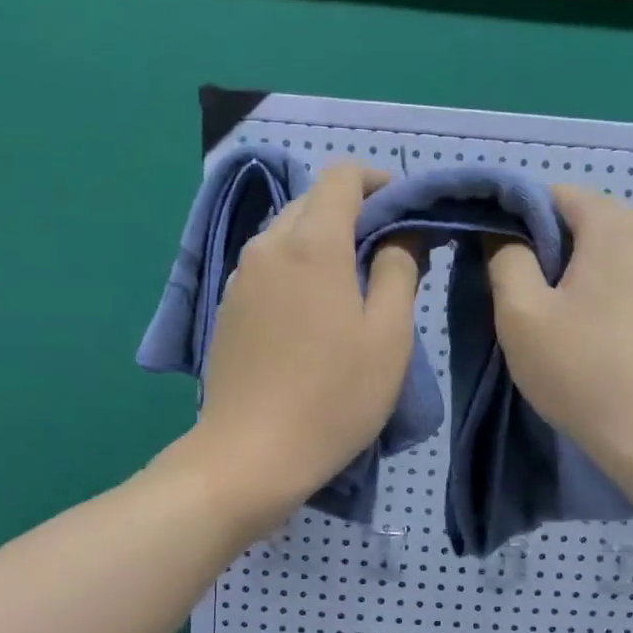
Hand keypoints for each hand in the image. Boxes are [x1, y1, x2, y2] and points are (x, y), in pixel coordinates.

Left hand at [181, 164, 420, 534]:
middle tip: (387, 251)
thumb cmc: (334, 397)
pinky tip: (314, 310)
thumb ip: (400, 271)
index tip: (404, 209)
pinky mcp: (228, 307)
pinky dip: (297, 267)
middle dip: (352, 211)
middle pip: (311, 201)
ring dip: (323, 241)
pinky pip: (268, 265)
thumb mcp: (388, 337)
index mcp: (312, 244)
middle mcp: (268, 246)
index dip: (377, 181)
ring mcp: (241, 277)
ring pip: (286, 233)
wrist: (250, 455)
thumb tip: (402, 234)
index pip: (341, 176)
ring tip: (353, 282)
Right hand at [487, 186, 632, 481]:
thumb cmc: (581, 369)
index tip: (490, 256)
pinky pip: (622, 280)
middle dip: (540, 248)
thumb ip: (504, 258)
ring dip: (566, 274)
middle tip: (511, 293)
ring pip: (601, 254)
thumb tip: (502, 233)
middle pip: (579, 222)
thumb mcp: (521, 313)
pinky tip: (580, 333)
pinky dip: (594, 293)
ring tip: (543, 317)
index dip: (513, 217)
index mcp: (613, 224)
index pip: (552, 194)